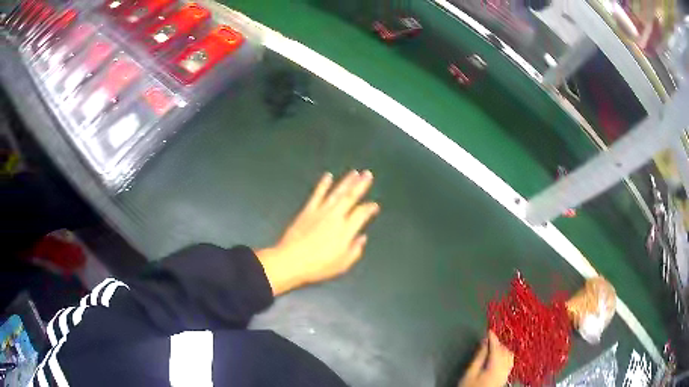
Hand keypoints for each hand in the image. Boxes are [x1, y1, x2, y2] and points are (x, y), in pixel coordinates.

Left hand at [256, 170, 379, 295]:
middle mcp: (335, 217)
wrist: (291, 260)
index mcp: (345, 230)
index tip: (374, 206)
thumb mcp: (342, 264)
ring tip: (354, 173)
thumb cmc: (317, 265)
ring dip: (346, 181)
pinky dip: (323, 184)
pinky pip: (317, 194)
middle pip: (351, 197)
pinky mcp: (307, 211)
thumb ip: (355, 250)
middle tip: (368, 174)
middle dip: (361, 185)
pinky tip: (328, 176)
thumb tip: (362, 239)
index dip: (370, 208)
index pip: (362, 213)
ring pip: (336, 192)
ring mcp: (320, 212)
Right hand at [458, 331, 513, 386]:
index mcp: (496, 366)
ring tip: (494, 346)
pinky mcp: (505, 376)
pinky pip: (510, 361)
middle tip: (489, 339)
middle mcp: (504, 368)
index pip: (496, 347)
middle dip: (498, 343)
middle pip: (504, 351)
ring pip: (509, 355)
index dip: (493, 338)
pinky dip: (505, 355)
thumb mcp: (470, 372)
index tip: (489, 331)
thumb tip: (484, 343)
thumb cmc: (471, 386)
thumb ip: (478, 357)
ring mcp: (506, 372)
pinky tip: (500, 356)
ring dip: (502, 348)